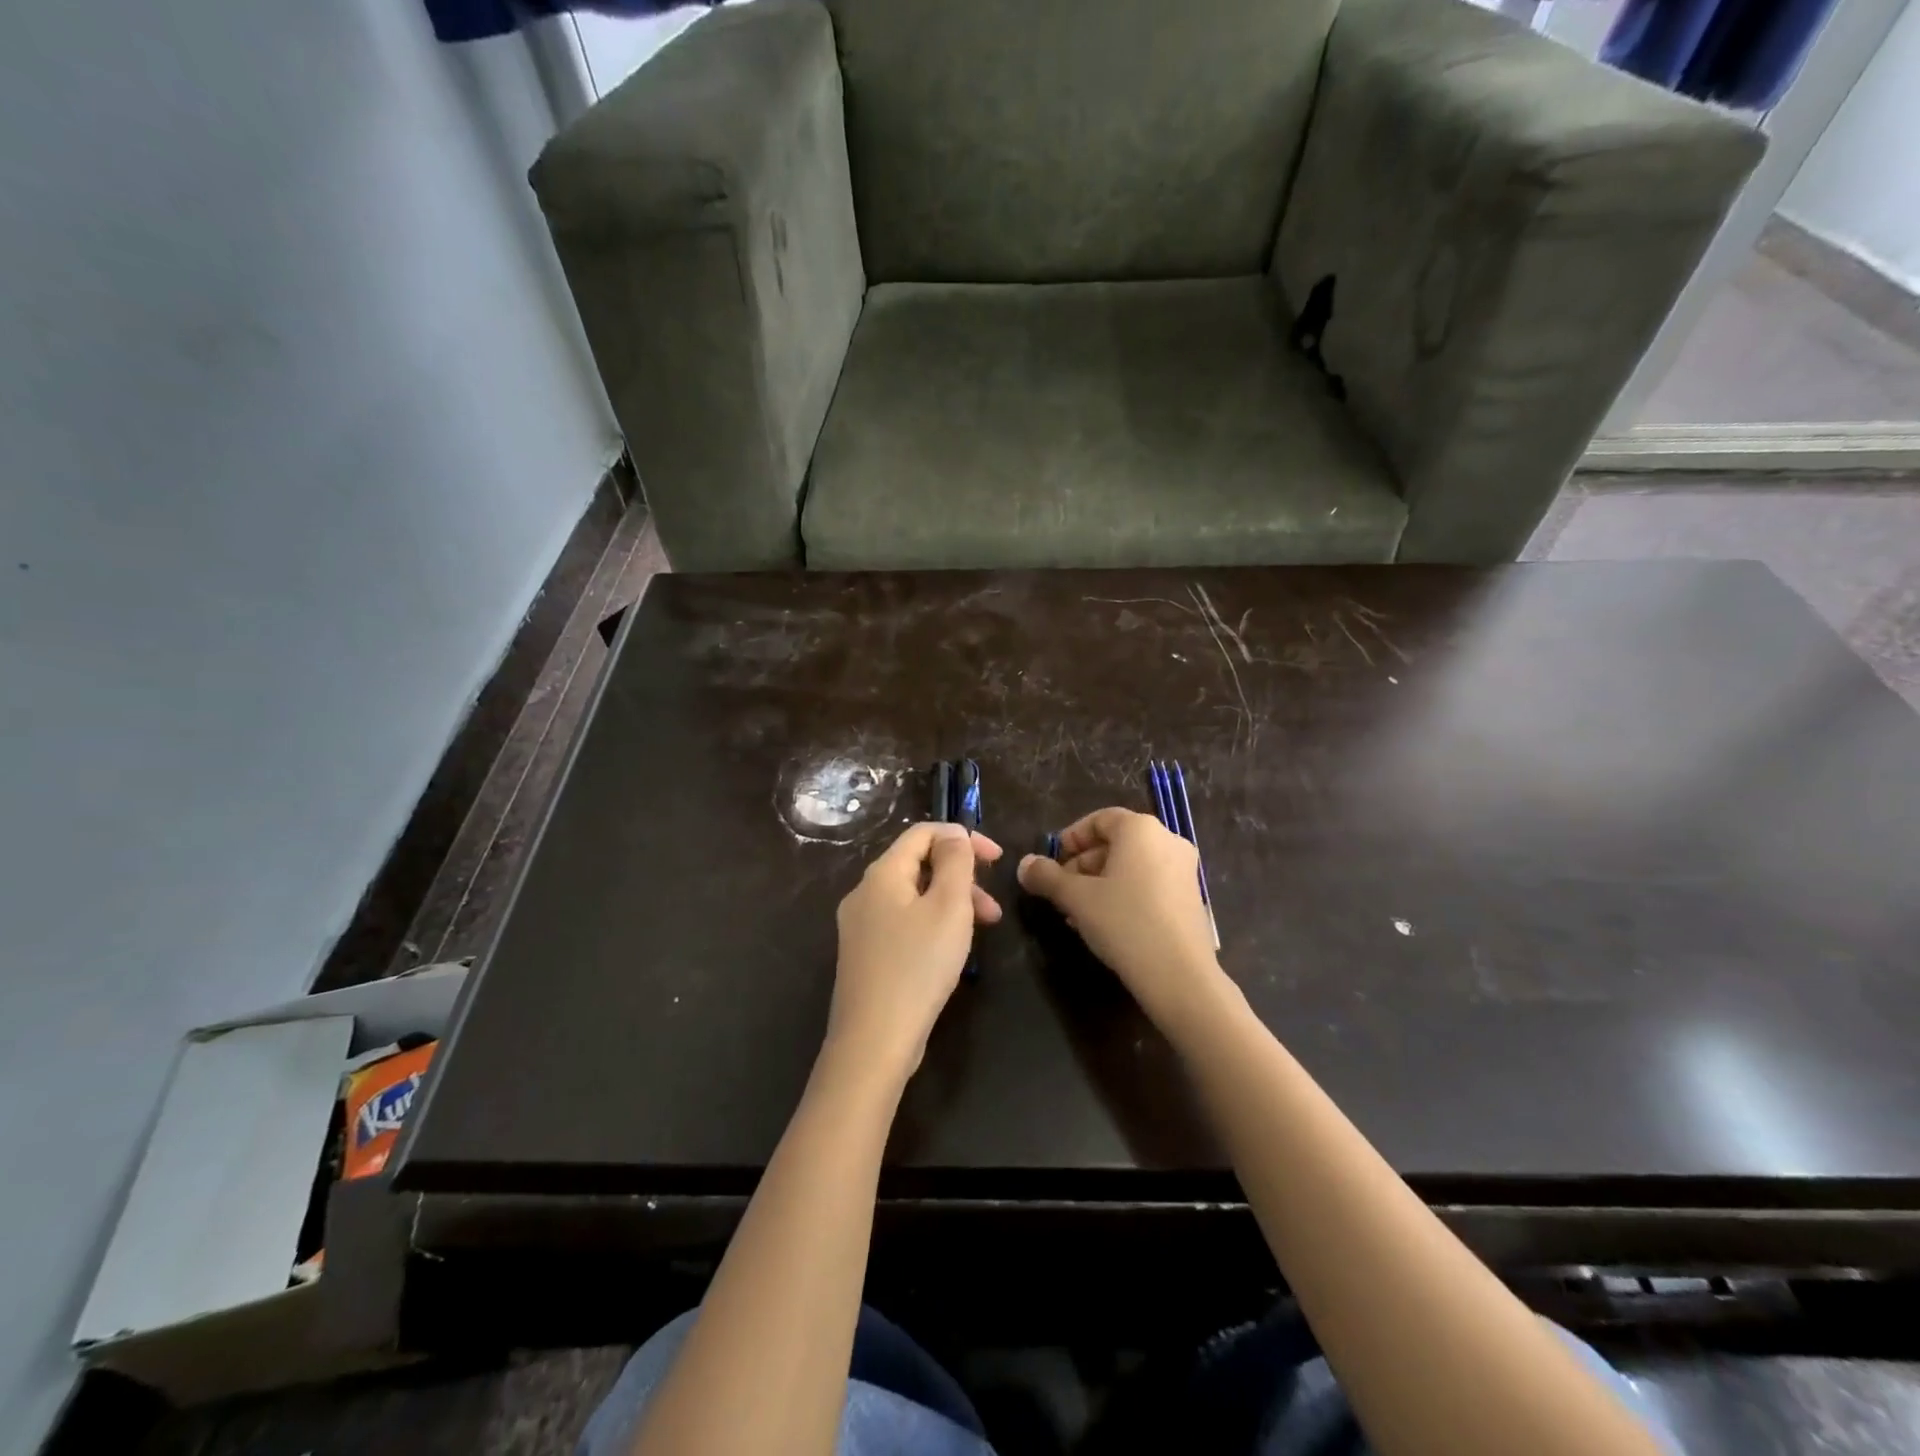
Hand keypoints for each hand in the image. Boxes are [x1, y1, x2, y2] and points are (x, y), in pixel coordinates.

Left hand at [826, 822, 1002, 1082]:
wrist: (873, 1041)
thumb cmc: (917, 966)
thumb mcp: (948, 907)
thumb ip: (955, 862)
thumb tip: (954, 833)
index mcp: (882, 874)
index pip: (922, 833)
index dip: (962, 837)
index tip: (998, 858)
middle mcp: (864, 893)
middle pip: (918, 865)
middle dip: (961, 877)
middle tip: (994, 907)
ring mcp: (861, 926)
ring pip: (914, 897)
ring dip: (952, 903)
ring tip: (984, 930)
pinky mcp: (866, 955)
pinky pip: (904, 923)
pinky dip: (933, 924)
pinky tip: (952, 950)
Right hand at [1018, 808, 1229, 1033]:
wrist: (1180, 975)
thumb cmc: (1124, 922)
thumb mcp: (1076, 898)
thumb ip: (1046, 877)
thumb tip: (1025, 864)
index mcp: (1140, 829)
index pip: (1099, 820)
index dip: (1071, 838)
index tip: (1052, 864)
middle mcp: (1167, 840)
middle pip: (1115, 843)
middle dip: (1083, 865)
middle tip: (1061, 892)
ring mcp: (1184, 869)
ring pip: (1131, 866)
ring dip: (1100, 883)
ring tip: (1078, 913)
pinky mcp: (1191, 897)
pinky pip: (1149, 883)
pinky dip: (1124, 894)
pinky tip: (1106, 923)